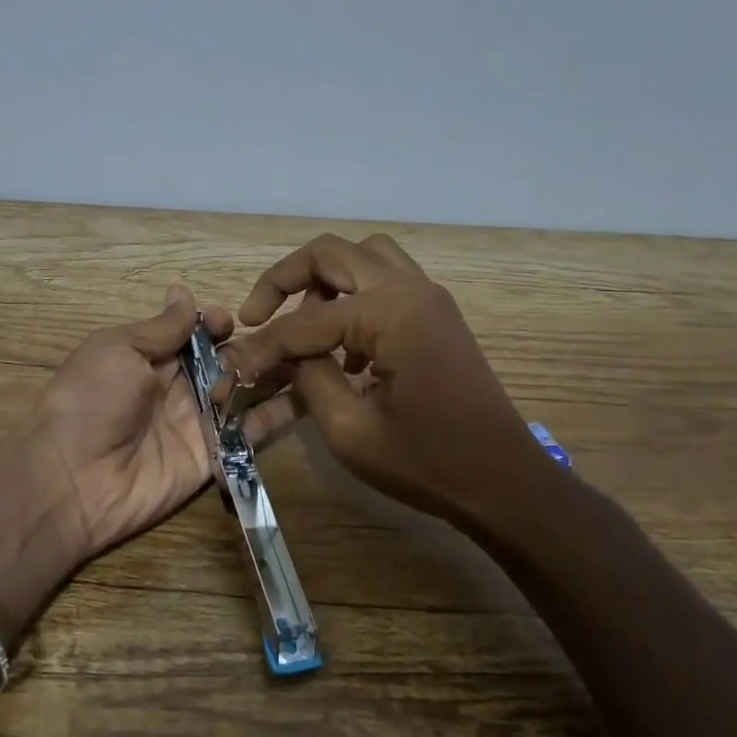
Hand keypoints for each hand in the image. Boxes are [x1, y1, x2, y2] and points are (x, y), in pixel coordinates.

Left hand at [26, 286, 292, 566]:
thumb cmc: (91, 400)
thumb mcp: (117, 349)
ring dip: (276, 375)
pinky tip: (315, 395)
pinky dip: (280, 415)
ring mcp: (199, 423)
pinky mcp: (215, 455)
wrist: (73, 478)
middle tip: (293, 336)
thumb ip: (159, 328)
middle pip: (227, 361)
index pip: (196, 334)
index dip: (217, 324)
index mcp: (151, 357)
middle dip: (257, 347)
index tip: (232, 321)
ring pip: (246, 393)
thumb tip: (183, 292)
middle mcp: (179, 387)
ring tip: (318, 356)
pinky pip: (251, 433)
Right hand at [223, 233, 556, 535]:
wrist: (505, 483)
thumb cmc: (428, 462)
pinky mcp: (436, 318)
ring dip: (323, 281)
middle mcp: (410, 289)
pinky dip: (353, 300)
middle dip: (284, 279)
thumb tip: (280, 356)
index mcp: (391, 313)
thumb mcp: (350, 430)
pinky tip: (340, 350)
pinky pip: (385, 284)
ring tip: (298, 325)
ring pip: (364, 257)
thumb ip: (308, 380)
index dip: (263, 347)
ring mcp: (429, 299)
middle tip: (256, 314)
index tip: (231, 368)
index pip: (305, 321)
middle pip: (332, 253)